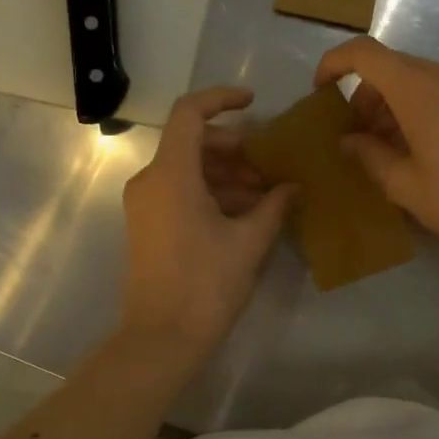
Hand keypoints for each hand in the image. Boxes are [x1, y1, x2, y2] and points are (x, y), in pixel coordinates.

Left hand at [119, 86, 294, 359]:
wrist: (161, 340)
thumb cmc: (206, 286)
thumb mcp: (249, 242)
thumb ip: (274, 206)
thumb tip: (293, 186)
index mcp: (171, 175)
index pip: (190, 113)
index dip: (221, 99)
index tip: (254, 103)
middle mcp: (151, 181)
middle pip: (192, 142)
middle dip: (235, 148)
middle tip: (270, 166)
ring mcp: (145, 203)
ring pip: (188, 168)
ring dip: (227, 173)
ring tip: (265, 195)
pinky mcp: (147, 224)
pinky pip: (180, 190)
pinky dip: (211, 192)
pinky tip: (245, 213)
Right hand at [313, 37, 438, 262]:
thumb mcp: (406, 186)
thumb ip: (369, 156)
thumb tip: (349, 140)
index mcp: (418, 90)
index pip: (364, 53)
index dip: (334, 64)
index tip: (320, 92)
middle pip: (389, 66)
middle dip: (363, 95)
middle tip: (354, 137)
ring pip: (413, 79)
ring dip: (389, 104)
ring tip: (383, 149)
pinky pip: (437, 91)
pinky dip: (414, 108)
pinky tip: (416, 149)